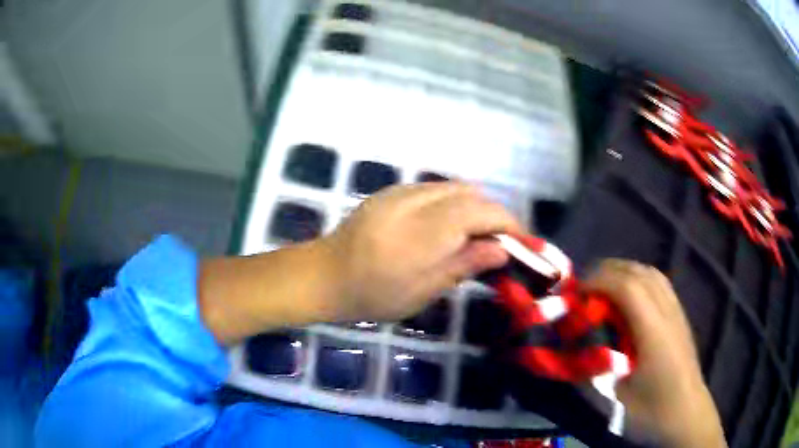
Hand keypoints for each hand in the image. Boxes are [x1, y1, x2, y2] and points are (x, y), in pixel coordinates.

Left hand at [321, 182, 520, 321]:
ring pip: (454, 188)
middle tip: (499, 243)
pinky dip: (453, 203)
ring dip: (474, 207)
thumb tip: (501, 249)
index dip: (507, 223)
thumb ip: (463, 264)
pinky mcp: (391, 192)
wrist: (323, 275)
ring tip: (476, 236)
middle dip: (493, 214)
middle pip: (470, 194)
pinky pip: (435, 190)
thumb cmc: (371, 294)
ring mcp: (400, 192)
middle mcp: (414, 201)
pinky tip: (448, 227)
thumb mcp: (421, 291)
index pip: (480, 211)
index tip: (522, 242)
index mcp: (423, 231)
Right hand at [584, 260, 725, 446]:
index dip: (598, 281)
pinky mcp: (679, 316)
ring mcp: (676, 311)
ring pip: (650, 273)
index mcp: (654, 331)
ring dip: (623, 272)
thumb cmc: (652, 411)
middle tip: (583, 289)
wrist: (687, 414)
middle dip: (607, 272)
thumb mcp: (617, 399)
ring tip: (603, 287)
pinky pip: (658, 283)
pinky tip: (629, 297)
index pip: (627, 287)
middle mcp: (667, 312)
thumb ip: (596, 369)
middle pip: (638, 272)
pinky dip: (638, 279)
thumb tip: (574, 350)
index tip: (575, 294)